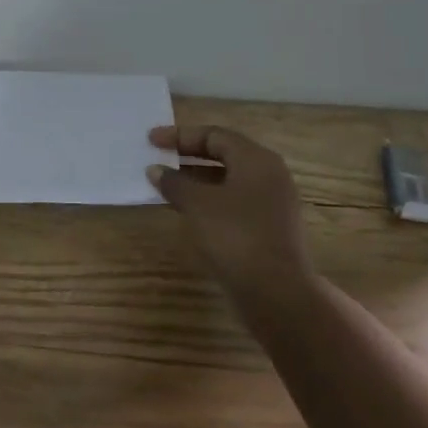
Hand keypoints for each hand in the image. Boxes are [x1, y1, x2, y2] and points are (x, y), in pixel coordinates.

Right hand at [148, 124, 312, 302]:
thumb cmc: (235, 236)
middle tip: (158, 158)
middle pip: (223, 154)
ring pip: (227, 179)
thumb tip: (156, 170)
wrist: (276, 292)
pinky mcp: (267, 227)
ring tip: (165, 184)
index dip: (180, 135)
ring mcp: (271, 203)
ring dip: (195, 179)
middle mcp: (269, 175)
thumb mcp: (197, 204)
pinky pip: (232, 201)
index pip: (214, 135)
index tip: (151, 141)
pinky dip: (207, 199)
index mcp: (256, 160)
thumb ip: (174, 182)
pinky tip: (185, 210)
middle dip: (188, 155)